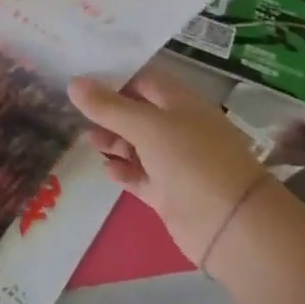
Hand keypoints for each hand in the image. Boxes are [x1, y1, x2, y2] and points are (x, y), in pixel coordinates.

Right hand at [68, 61, 272, 263]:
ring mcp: (176, 161)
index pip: (142, 79)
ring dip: (113, 141)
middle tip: (76, 112)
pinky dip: (124, 170)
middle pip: (137, 112)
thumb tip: (73, 83)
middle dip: (108, 112)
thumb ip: (107, 106)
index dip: (114, 78)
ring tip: (88, 140)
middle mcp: (179, 127)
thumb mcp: (145, 126)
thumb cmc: (190, 160)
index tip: (81, 79)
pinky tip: (106, 168)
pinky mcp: (170, 192)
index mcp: (180, 102)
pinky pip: (141, 175)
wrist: (231, 225)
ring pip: (137, 144)